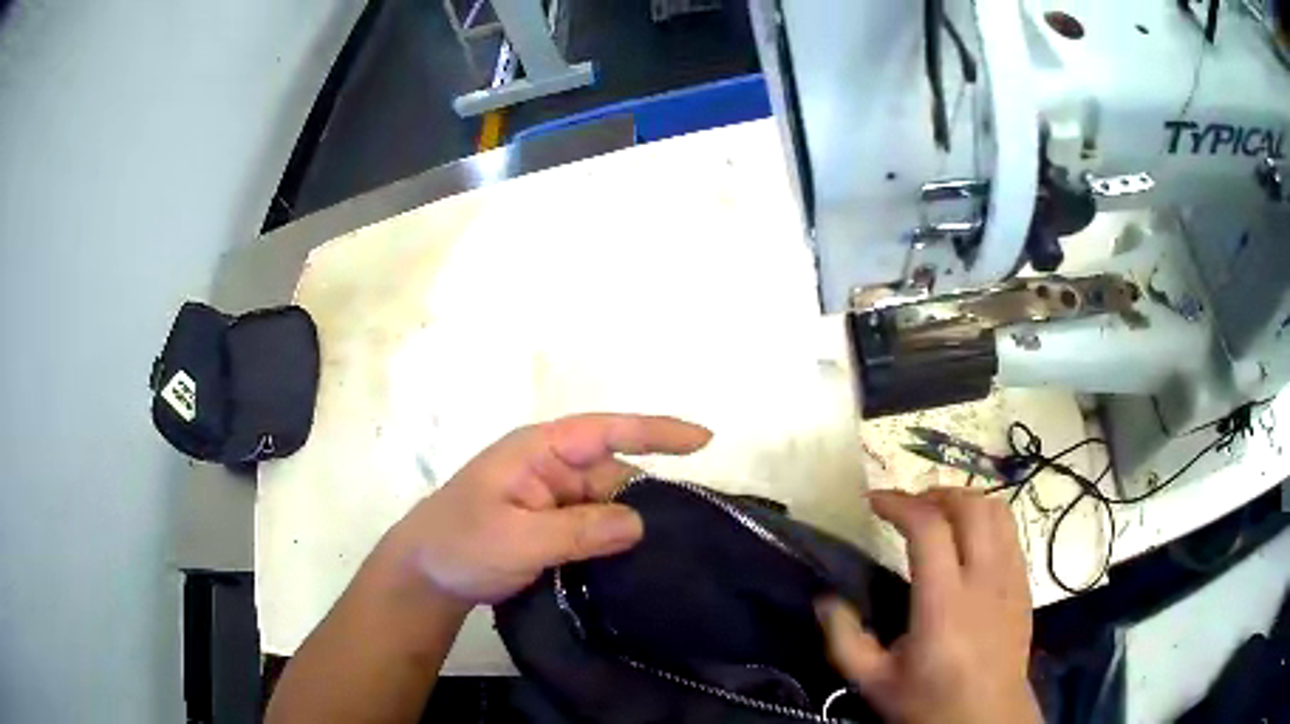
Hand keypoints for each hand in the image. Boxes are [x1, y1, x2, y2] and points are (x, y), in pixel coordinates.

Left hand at [387, 413, 711, 605]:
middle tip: (695, 532)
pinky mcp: (553, 527)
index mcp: (539, 451)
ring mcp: (553, 499)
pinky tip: (641, 564)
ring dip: (634, 527)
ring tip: (677, 554)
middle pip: (615, 474)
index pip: (606, 431)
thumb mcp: (517, 538)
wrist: (425, 577)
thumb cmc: (460, 543)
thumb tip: (641, 522)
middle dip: (651, 498)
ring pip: (609, 506)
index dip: (657, 432)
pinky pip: (596, 527)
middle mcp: (552, 468)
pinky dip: (617, 543)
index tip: (705, 441)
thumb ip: (578, 530)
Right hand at [817, 489, 1039, 723]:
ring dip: (964, 500)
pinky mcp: (1024, 583)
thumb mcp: (874, 681)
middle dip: (935, 493)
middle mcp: (984, 580)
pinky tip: (968, 540)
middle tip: (907, 506)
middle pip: (970, 506)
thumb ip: (844, 640)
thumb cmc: (929, 702)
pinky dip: (986, 519)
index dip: (899, 503)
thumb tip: (825, 598)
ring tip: (938, 513)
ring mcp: (1011, 578)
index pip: (929, 528)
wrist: (987, 718)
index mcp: (944, 604)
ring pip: (997, 511)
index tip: (873, 501)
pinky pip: (1010, 531)